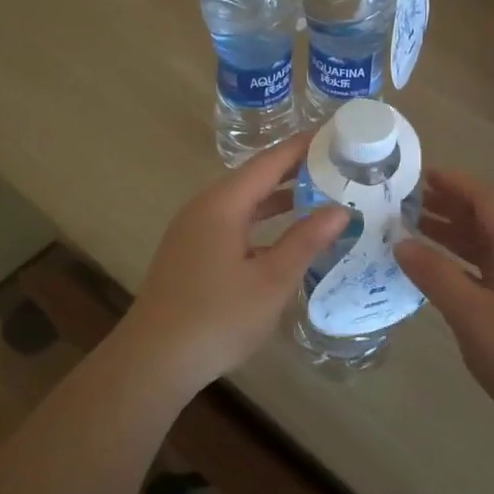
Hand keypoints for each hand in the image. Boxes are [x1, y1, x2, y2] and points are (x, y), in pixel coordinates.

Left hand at [117, 135, 349, 394]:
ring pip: (243, 202)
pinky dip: (262, 221)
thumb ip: (305, 240)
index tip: (336, 133)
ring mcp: (193, 231)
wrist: (154, 360)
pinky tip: (285, 237)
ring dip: (279, 198)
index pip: (269, 161)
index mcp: (222, 204)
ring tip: (320, 194)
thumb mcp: (271, 280)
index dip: (303, 146)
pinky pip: (233, 223)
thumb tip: (340, 209)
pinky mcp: (190, 253)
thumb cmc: (217, 317)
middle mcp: (204, 208)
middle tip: (337, 164)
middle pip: (255, 177)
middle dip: (295, 169)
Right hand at [394, 170, 493, 432]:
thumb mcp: (473, 314)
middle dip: (445, 206)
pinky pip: (486, 272)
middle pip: (483, 219)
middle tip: (402, 202)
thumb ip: (435, 274)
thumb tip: (400, 243)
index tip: (414, 174)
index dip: (450, 182)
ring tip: (410, 230)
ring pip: (483, 247)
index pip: (483, 198)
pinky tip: (435, 273)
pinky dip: (459, 265)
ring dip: (450, 236)